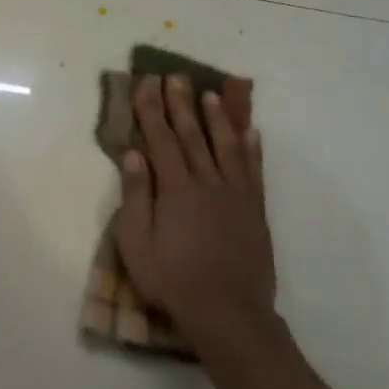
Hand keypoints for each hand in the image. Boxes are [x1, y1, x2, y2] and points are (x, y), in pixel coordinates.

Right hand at [114, 75, 281, 352]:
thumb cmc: (172, 280)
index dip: (151, 110)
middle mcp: (207, 183)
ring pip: (226, 146)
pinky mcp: (255, 210)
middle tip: (175, 77)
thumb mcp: (137, 243)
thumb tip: (133, 154)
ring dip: (217, 118)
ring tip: (210, 94)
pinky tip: (251, 132)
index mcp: (175, 190)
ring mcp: (236, 195)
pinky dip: (252, 149)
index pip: (160, 140)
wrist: (228, 312)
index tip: (146, 84)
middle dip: (181, 104)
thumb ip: (135, 196)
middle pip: (192, 136)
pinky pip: (255, 171)